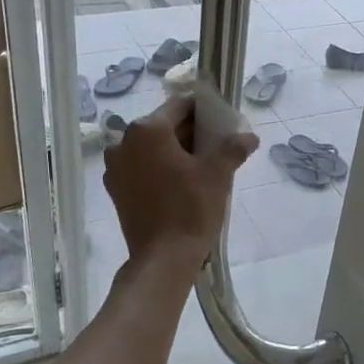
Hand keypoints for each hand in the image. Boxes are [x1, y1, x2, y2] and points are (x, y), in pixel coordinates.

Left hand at [103, 94, 257, 275]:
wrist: (164, 258)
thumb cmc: (191, 208)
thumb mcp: (218, 174)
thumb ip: (233, 148)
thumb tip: (249, 136)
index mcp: (148, 129)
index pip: (180, 106)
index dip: (203, 111)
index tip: (221, 123)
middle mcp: (124, 142)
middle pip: (163, 126)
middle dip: (189, 134)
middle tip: (215, 148)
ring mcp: (115, 167)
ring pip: (150, 148)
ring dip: (173, 152)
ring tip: (199, 169)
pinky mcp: (115, 190)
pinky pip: (140, 168)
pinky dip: (157, 169)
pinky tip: (178, 185)